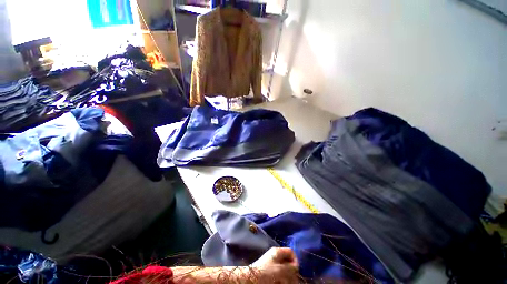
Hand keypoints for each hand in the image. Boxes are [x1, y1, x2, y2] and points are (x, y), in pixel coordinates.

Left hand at [252, 247, 298, 282]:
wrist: (251, 279)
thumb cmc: (266, 272)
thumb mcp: (280, 269)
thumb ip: (290, 268)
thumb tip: (296, 267)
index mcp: (278, 251)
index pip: (291, 252)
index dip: (295, 260)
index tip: (295, 270)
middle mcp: (276, 256)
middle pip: (289, 262)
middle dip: (291, 272)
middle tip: (292, 280)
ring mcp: (274, 265)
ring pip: (285, 271)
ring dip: (288, 278)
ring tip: (285, 282)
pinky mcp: (271, 273)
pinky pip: (281, 276)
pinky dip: (283, 280)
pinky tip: (281, 283)